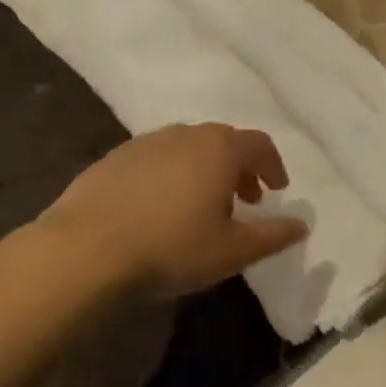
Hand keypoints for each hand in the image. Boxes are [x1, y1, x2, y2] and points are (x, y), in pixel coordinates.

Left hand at [36, 124, 308, 300]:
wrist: (83, 252)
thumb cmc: (171, 248)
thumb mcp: (233, 251)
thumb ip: (273, 236)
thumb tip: (302, 224)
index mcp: (220, 149)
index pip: (259, 145)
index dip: (273, 166)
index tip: (277, 190)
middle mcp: (185, 134)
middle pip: (223, 142)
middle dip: (240, 168)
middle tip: (245, 200)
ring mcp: (144, 143)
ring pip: (188, 148)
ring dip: (205, 170)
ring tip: (202, 206)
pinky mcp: (112, 159)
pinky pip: (156, 159)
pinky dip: (171, 175)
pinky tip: (160, 209)